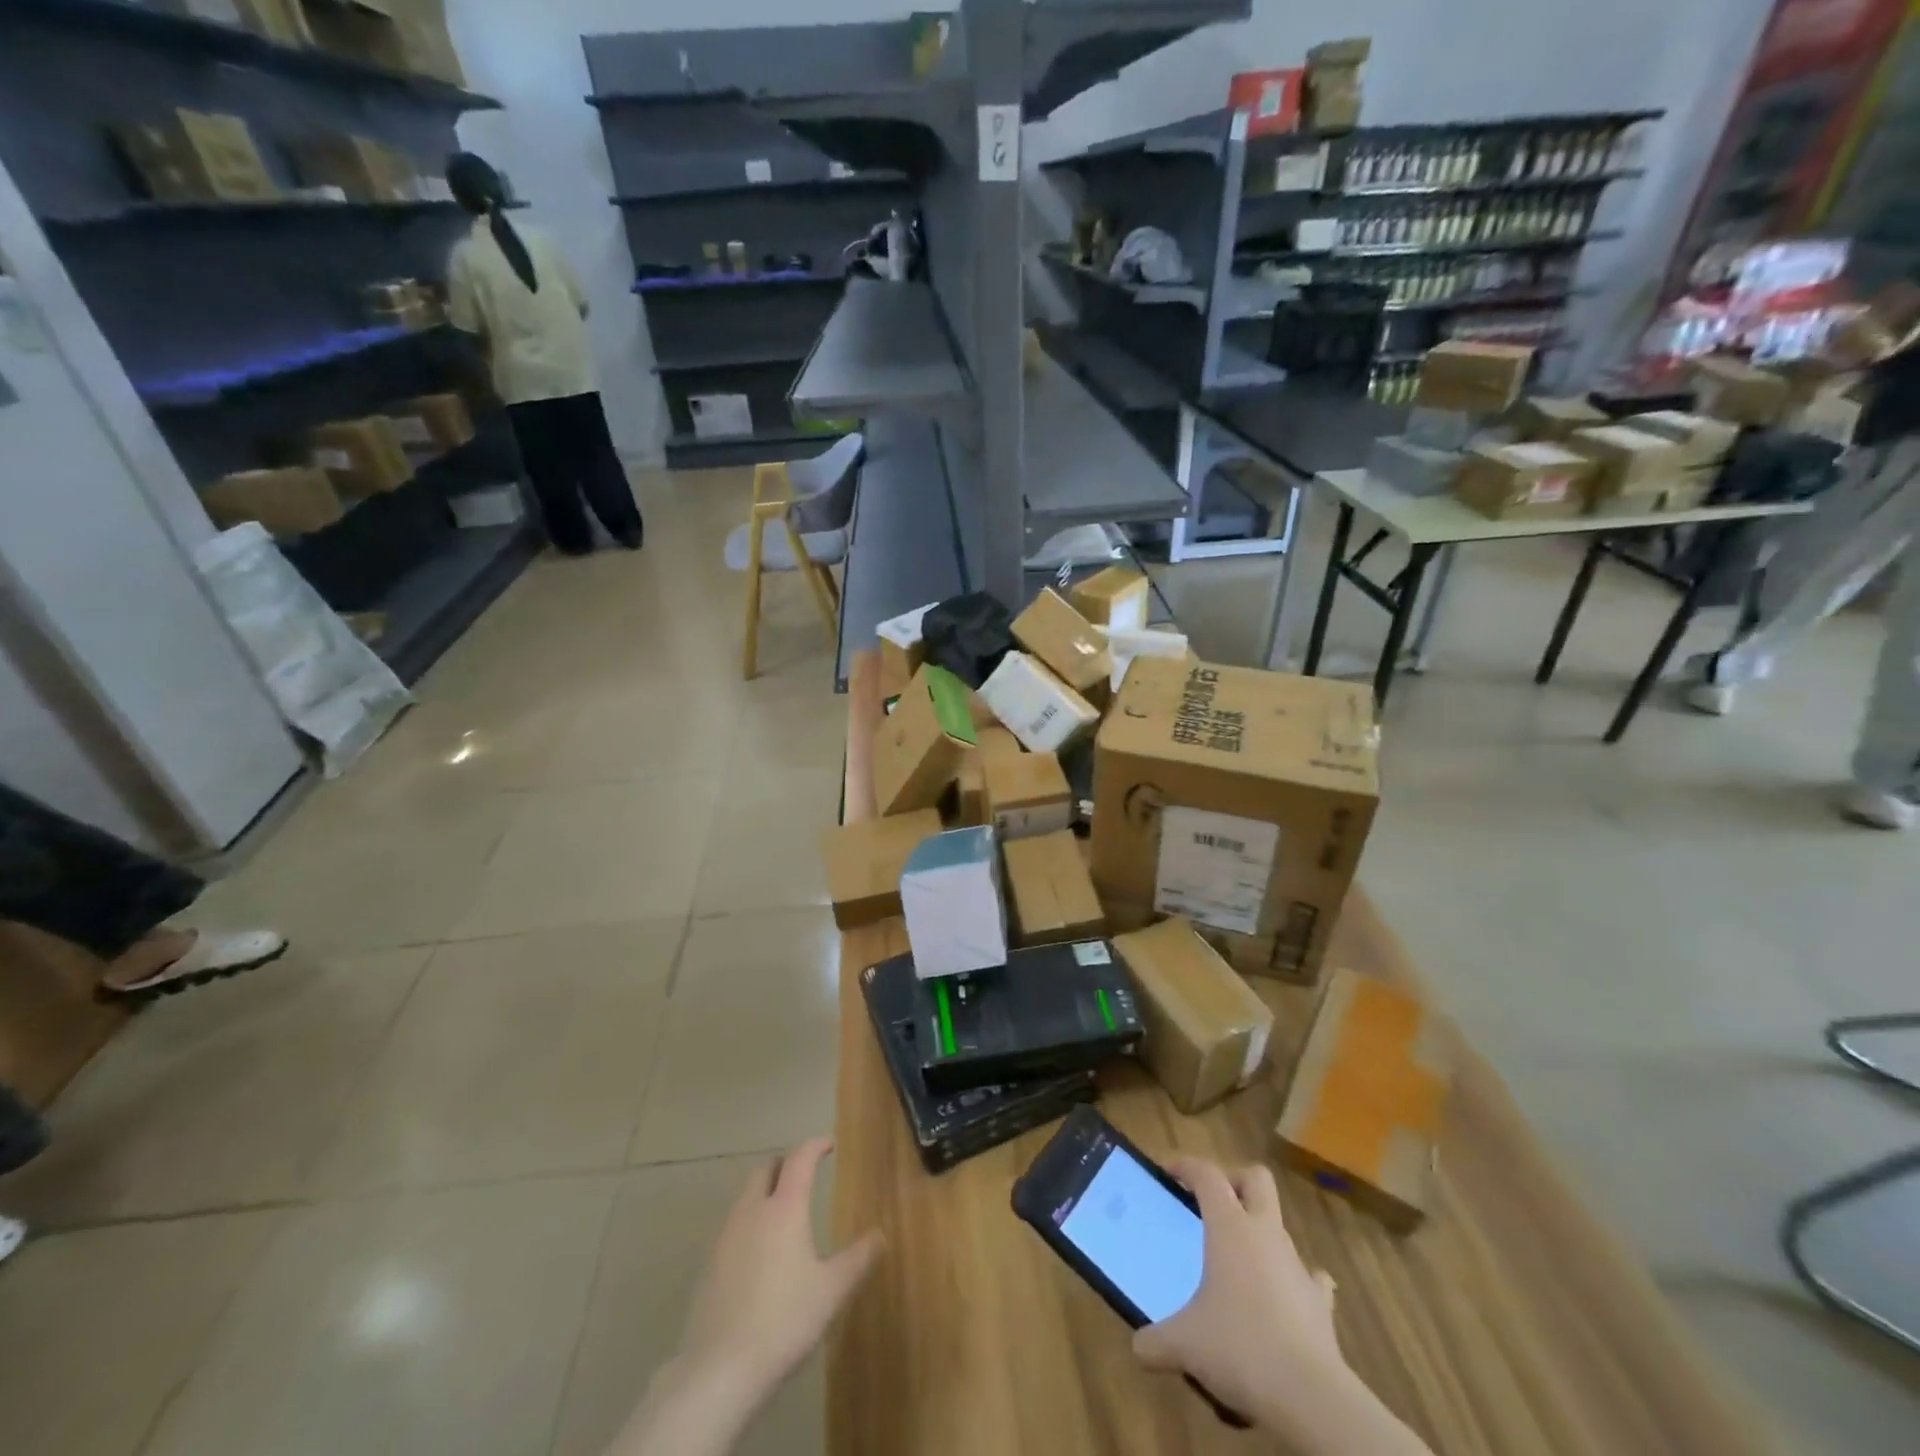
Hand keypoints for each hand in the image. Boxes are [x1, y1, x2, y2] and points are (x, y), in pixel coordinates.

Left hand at [678, 1138, 883, 1405]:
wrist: (720, 1369)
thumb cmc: (785, 1320)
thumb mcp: (831, 1290)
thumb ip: (858, 1258)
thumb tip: (880, 1234)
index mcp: (784, 1208)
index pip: (799, 1159)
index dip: (815, 1146)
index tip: (829, 1145)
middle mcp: (752, 1211)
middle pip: (765, 1169)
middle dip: (785, 1165)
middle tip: (803, 1176)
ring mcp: (726, 1236)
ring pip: (746, 1196)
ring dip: (765, 1192)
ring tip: (783, 1214)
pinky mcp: (709, 1264)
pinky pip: (733, 1225)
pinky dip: (750, 1222)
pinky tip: (760, 1253)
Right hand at [1133, 1159, 1342, 1422]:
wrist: (1311, 1397)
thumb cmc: (1240, 1347)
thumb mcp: (1185, 1344)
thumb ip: (1157, 1341)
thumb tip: (1138, 1347)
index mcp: (1230, 1226)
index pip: (1207, 1174)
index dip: (1186, 1166)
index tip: (1168, 1171)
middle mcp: (1265, 1233)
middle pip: (1256, 1179)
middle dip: (1234, 1181)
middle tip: (1212, 1203)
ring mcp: (1297, 1265)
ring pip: (1279, 1227)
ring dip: (1259, 1234)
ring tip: (1238, 1263)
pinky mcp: (1320, 1301)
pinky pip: (1309, 1277)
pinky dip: (1294, 1280)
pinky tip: (1283, 1298)